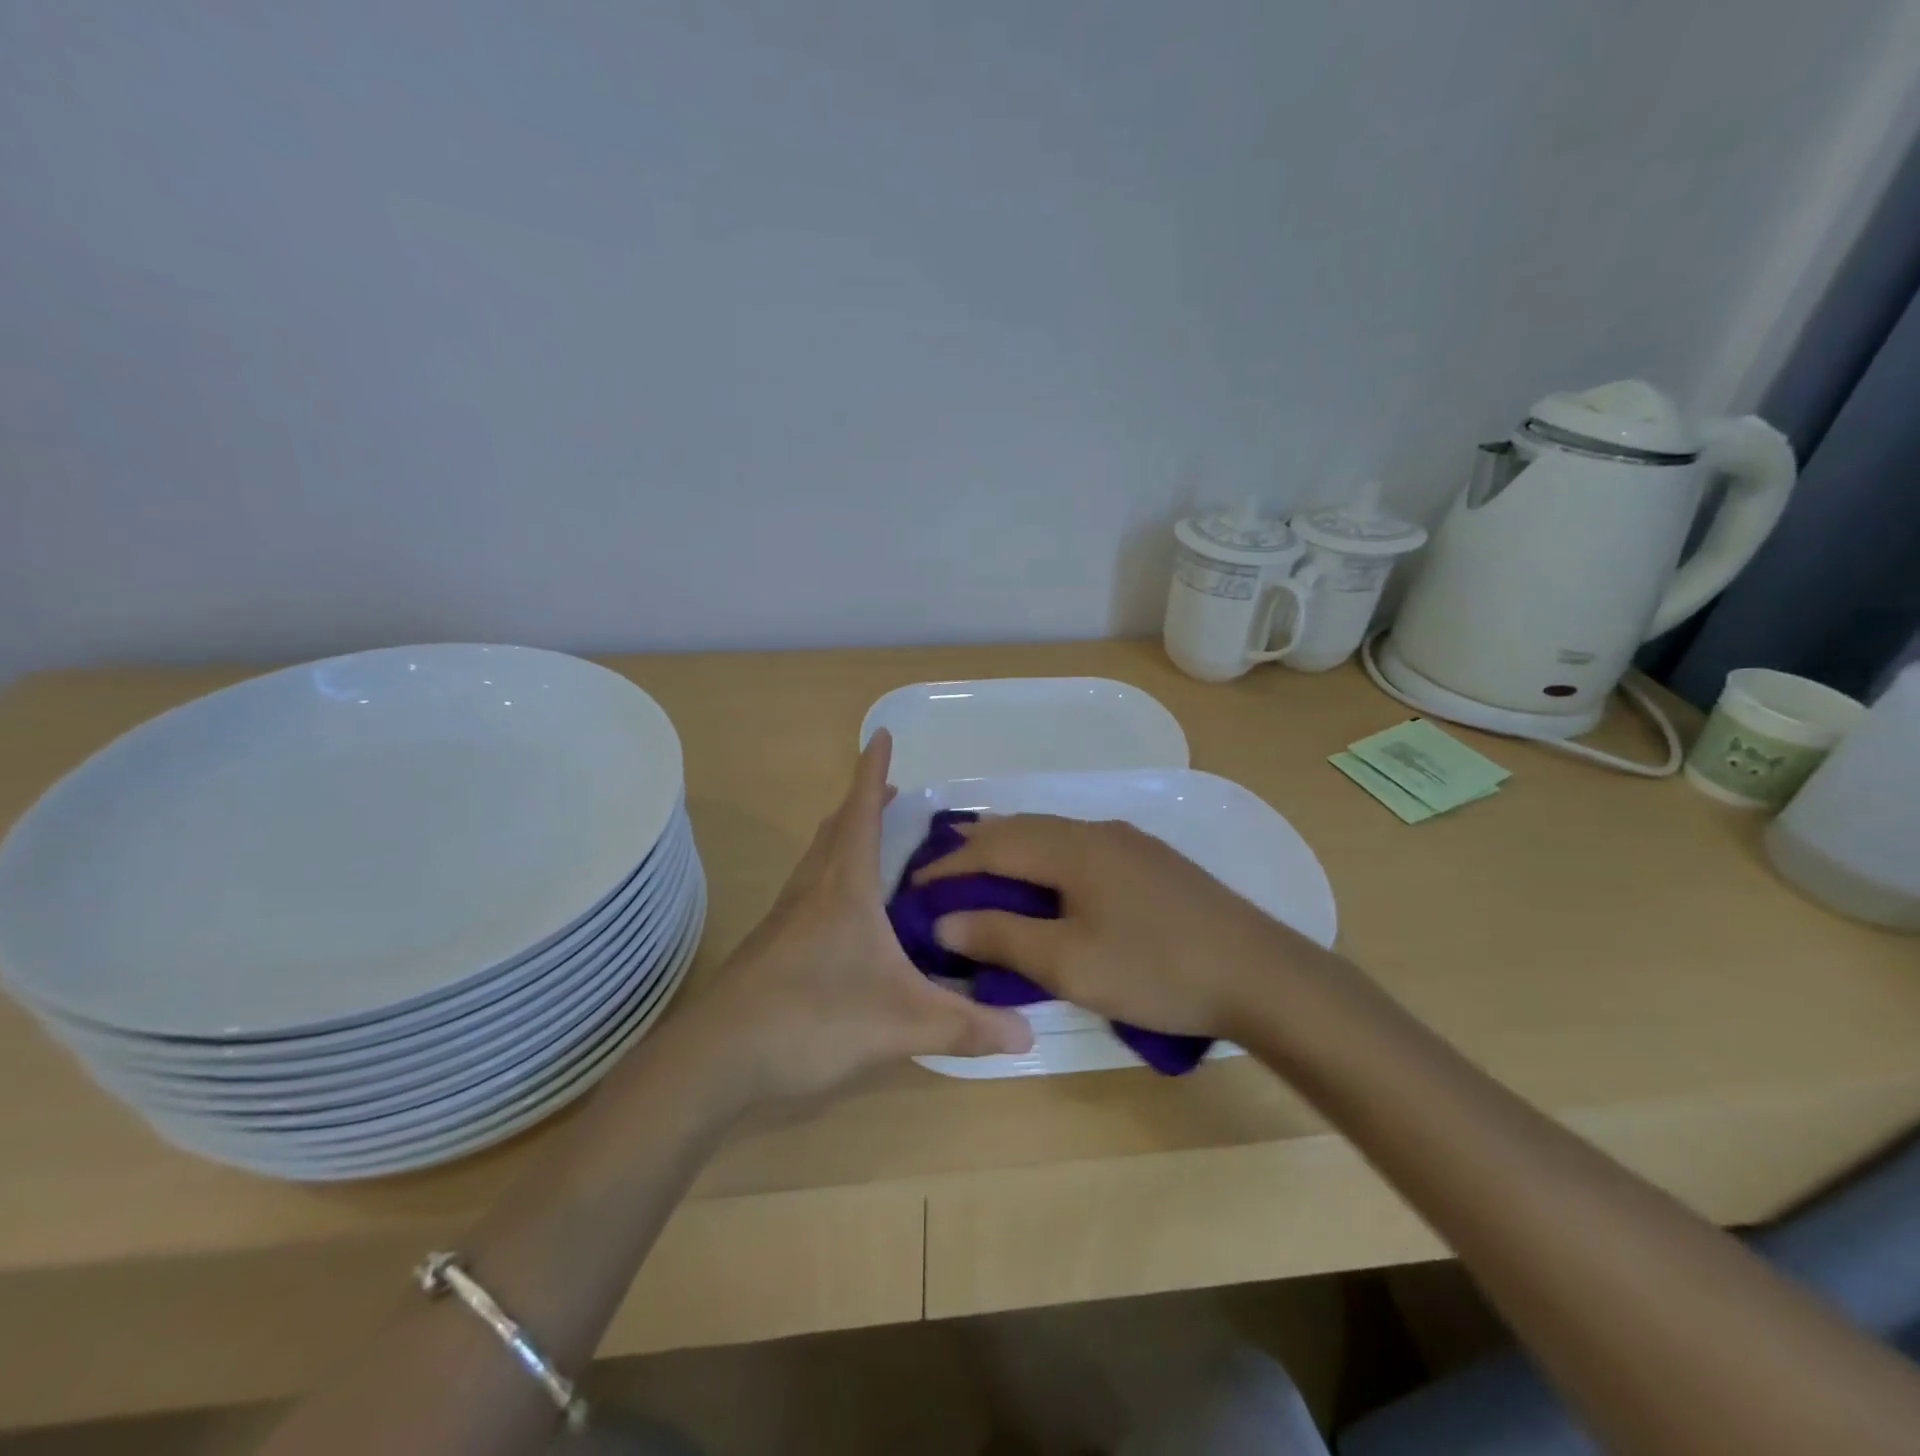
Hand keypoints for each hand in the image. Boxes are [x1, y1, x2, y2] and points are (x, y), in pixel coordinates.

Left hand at [688, 731, 1033, 1101]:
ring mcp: (786, 917)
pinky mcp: (773, 945)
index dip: (873, 772)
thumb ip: (965, 1027)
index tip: (882, 734)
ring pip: (818, 859)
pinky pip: (809, 890)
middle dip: (864, 803)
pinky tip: (847, 914)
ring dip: (845, 838)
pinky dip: (832, 877)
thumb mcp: (902, 1023)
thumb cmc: (813, 1017)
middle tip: (893, 793)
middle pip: (836, 828)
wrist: (717, 1057)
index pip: (862, 811)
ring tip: (874, 842)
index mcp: (844, 885)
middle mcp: (812, 888)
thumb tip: (1029, 1035)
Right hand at [917, 815, 1320, 1040]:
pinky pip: (1079, 848)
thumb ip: (1002, 937)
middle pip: (1021, 828)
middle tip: (943, 878)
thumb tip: (944, 923)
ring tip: (985, 877)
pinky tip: (1049, 885)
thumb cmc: (1156, 968)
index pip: (993, 845)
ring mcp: (1129, 842)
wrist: (1260, 974)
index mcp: (1072, 847)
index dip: (949, 866)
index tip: (913, 887)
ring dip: (1013, 852)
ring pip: (1052, 835)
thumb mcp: (1068, 963)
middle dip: (977, 850)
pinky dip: (1046, 860)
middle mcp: (1097, 830)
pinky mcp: (1151, 861)